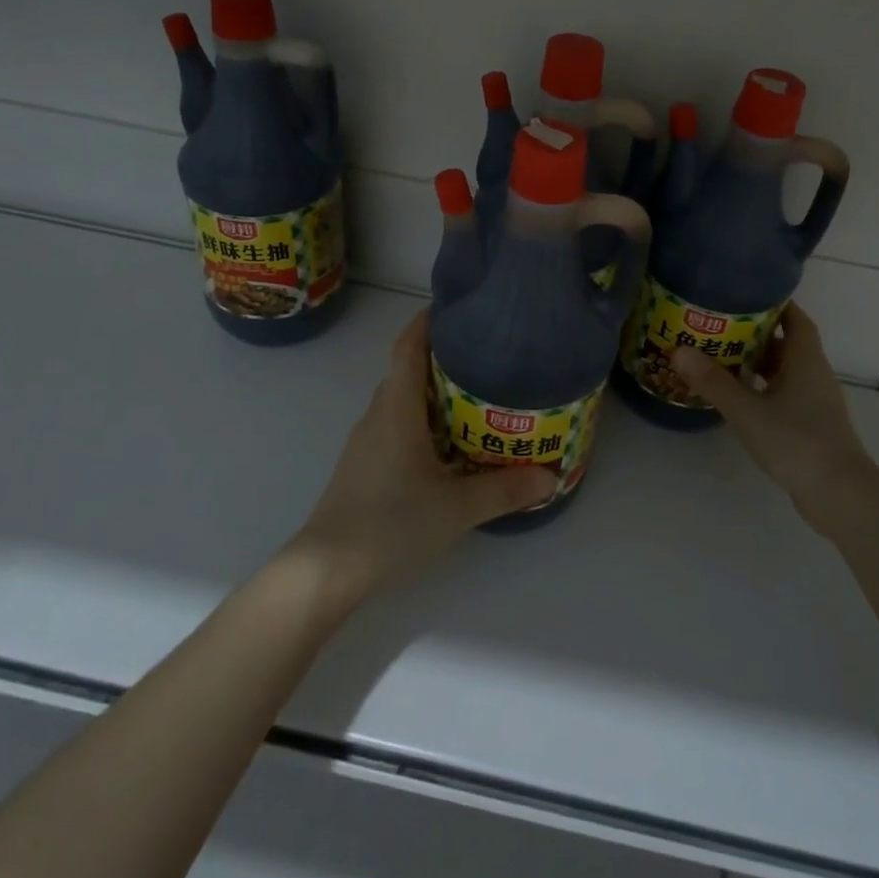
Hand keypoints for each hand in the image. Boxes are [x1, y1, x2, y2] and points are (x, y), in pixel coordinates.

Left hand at [288, 311, 554, 602]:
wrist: (327, 568)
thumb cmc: (392, 522)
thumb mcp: (457, 507)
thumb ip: (504, 489)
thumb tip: (551, 476)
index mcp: (397, 407)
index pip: (408, 346)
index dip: (427, 322)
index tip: (455, 309)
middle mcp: (378, 414)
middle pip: (407, 370)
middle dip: (441, 358)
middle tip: (485, 358)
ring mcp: (366, 440)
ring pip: (401, 401)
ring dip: (432, 393)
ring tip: (475, 398)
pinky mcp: (363, 464)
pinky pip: (395, 425)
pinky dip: (421, 421)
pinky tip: (446, 445)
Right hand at [673, 303, 878, 535]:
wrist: (839, 494)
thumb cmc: (796, 441)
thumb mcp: (747, 410)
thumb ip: (713, 381)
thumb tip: (678, 350)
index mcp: (805, 360)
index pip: (795, 318)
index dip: (774, 303)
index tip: (744, 293)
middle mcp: (813, 374)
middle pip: (786, 343)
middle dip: (755, 333)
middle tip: (719, 324)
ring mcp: (815, 402)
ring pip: (784, 371)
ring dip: (757, 363)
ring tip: (720, 357)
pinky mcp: (811, 425)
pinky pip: (783, 394)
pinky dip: (762, 388)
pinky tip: (738, 397)